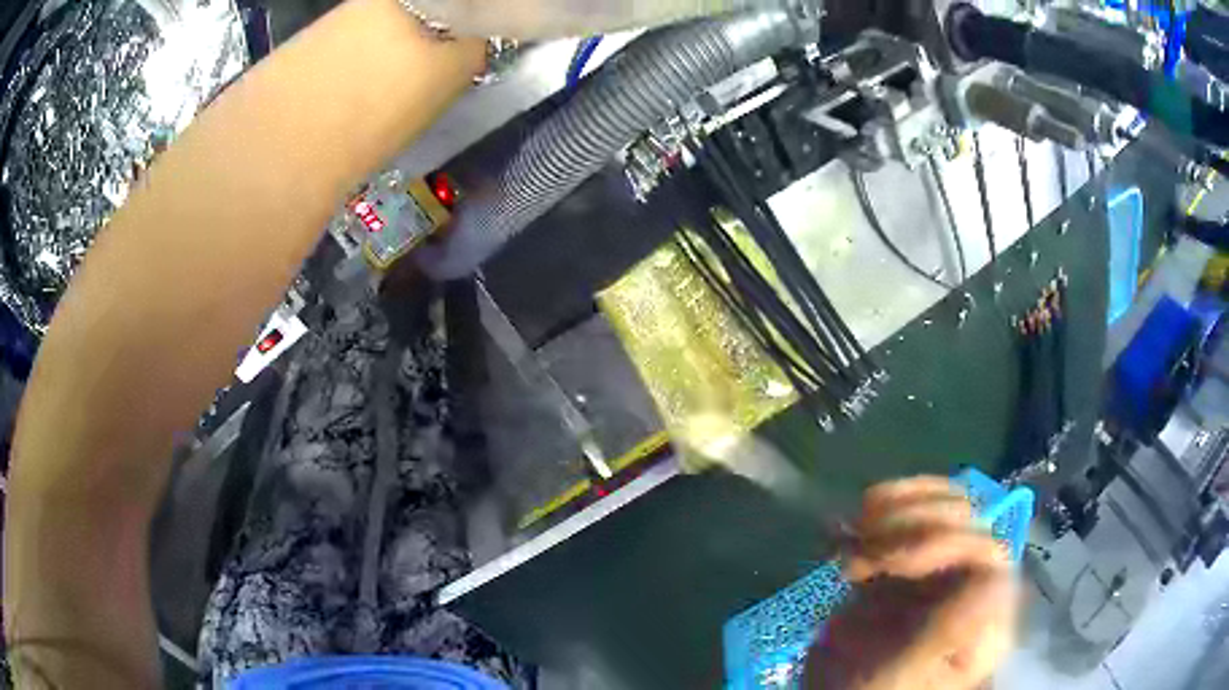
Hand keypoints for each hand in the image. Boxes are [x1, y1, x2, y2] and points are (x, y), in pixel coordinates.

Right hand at [805, 477, 1019, 689]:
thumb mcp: (900, 676)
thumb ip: (943, 633)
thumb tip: (984, 578)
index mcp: (985, 621)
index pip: (987, 556)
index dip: (944, 543)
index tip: (886, 561)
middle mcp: (973, 587)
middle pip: (968, 523)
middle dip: (913, 521)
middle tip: (861, 540)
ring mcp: (945, 570)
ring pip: (946, 508)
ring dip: (899, 506)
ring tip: (855, 528)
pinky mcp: (914, 561)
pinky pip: (915, 513)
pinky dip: (884, 505)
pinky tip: (853, 517)